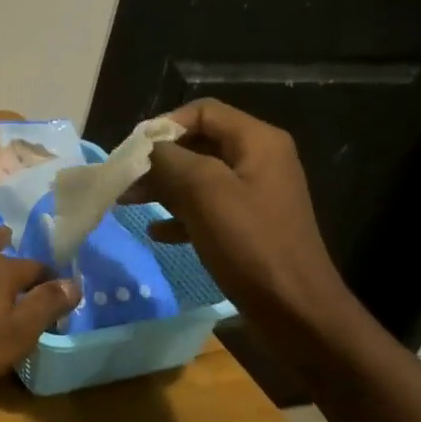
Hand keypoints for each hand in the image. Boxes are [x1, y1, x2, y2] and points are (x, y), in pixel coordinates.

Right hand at [128, 99, 353, 327]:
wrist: (295, 310)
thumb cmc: (249, 243)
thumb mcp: (203, 191)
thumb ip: (169, 159)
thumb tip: (146, 148)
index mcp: (257, 141)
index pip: (202, 112)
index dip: (164, 125)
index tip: (133, 150)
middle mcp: (259, 160)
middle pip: (198, 143)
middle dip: (158, 159)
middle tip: (125, 178)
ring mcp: (255, 194)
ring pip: (199, 177)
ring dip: (162, 187)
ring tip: (127, 203)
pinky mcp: (249, 225)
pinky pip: (207, 208)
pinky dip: (180, 215)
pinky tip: (157, 233)